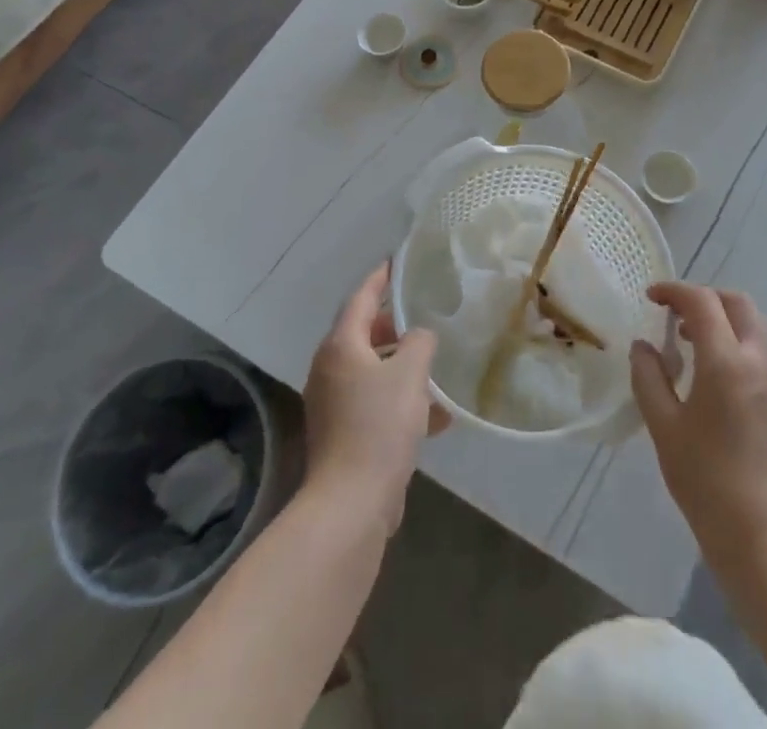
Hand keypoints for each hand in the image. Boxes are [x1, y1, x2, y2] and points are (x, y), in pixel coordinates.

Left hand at [303, 263, 447, 533]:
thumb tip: (419, 336)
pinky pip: (374, 402)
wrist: (351, 504)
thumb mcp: (410, 375)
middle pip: (362, 334)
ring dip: (401, 366)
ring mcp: (333, 404)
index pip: (360, 298)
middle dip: (392, 325)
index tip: (397, 262)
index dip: (380, 279)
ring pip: (371, 370)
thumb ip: (419, 344)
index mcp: (340, 347)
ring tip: (434, 366)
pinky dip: (400, 400)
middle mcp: (330, 369)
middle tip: (421, 316)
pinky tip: (436, 417)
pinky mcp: (342, 434)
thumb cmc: (379, 427)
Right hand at [630, 283, 766, 556]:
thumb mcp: (664, 427)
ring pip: (753, 324)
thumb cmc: (706, 481)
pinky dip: (735, 340)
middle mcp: (758, 360)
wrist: (763, 538)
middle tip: (673, 314)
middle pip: (737, 303)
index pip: (702, 302)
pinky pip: (760, 349)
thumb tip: (643, 346)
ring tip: (690, 340)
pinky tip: (711, 371)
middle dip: (704, 297)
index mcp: (727, 362)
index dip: (674, 291)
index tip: (650, 297)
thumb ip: (649, 378)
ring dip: (723, 317)